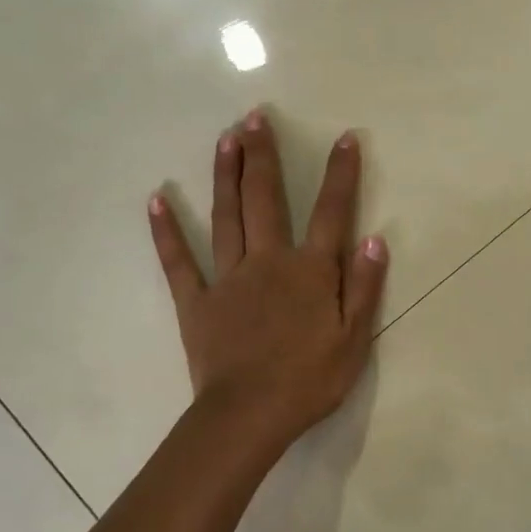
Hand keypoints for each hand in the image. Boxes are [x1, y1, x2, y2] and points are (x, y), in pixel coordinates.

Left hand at [148, 110, 387, 450]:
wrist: (249, 414)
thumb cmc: (310, 381)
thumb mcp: (354, 340)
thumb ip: (364, 288)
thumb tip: (374, 240)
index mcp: (310, 272)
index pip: (330, 214)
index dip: (340, 175)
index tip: (345, 138)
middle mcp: (268, 262)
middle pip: (265, 200)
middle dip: (263, 156)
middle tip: (255, 117)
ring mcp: (228, 279)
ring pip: (225, 217)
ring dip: (224, 175)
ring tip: (224, 138)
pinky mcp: (196, 302)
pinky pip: (178, 261)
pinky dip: (165, 231)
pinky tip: (156, 200)